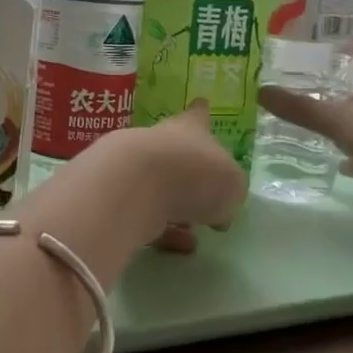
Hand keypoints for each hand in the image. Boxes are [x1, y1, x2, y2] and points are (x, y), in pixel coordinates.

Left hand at [96, 101, 247, 252]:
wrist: (135, 185)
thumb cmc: (195, 173)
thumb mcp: (232, 185)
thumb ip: (230, 192)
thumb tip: (221, 208)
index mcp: (192, 128)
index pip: (198, 116)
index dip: (202, 114)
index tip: (202, 105)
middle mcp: (162, 142)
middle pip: (176, 152)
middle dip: (189, 169)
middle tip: (204, 190)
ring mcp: (136, 168)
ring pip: (161, 186)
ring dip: (176, 206)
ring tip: (194, 229)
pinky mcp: (120, 197)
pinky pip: (148, 215)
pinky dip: (164, 230)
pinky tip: (180, 247)